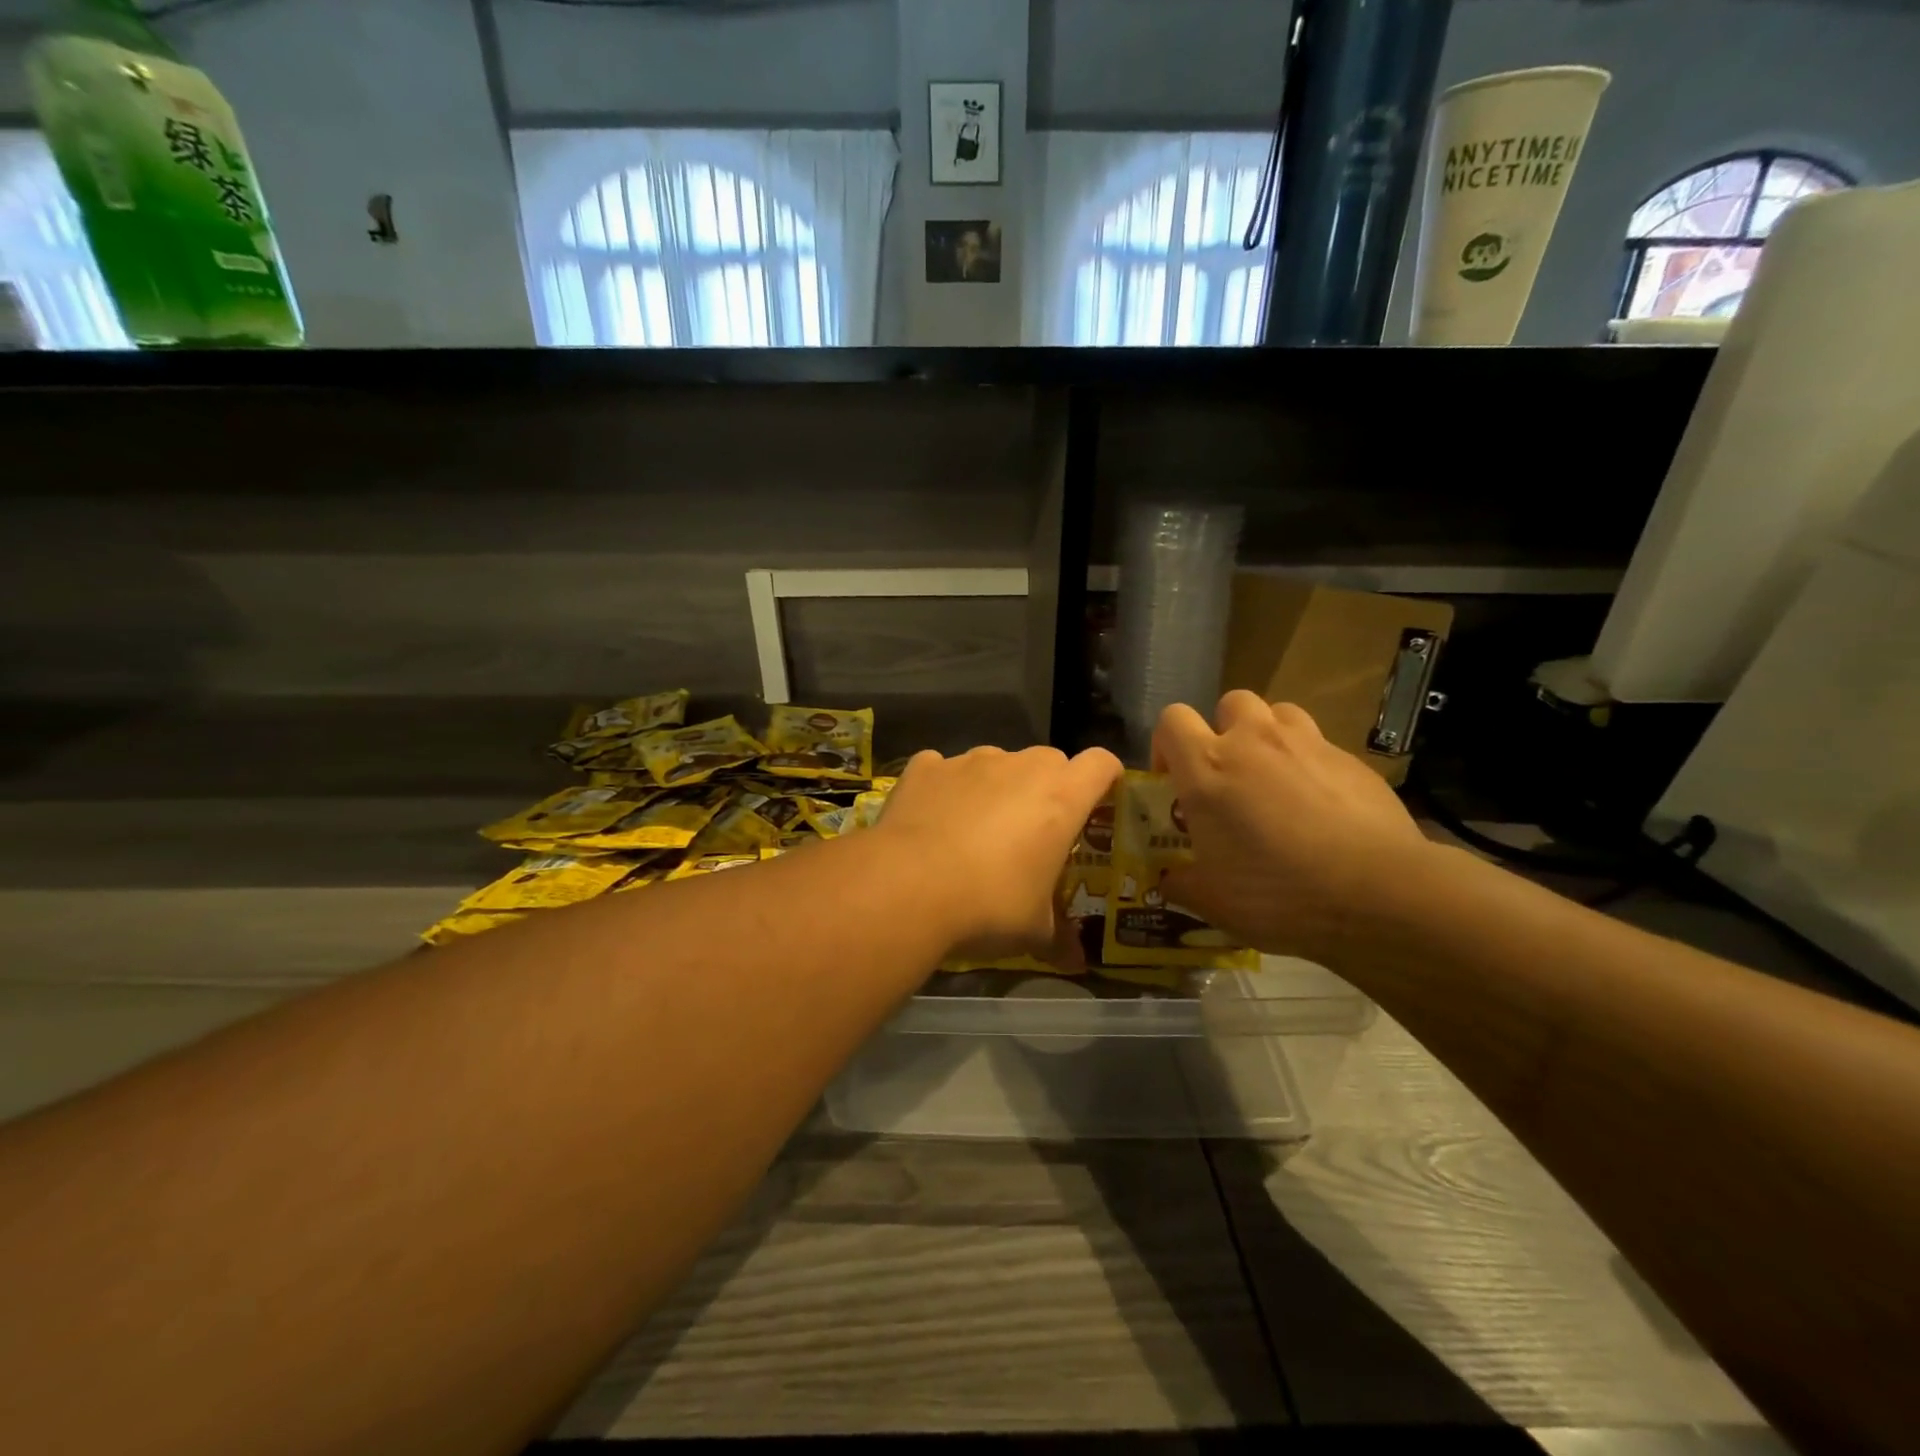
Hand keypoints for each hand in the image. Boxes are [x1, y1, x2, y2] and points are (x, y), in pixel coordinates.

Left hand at [877, 745, 1121, 960]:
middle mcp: (1020, 766)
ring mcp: (969, 761)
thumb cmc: (990, 904)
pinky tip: (932, 821)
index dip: (1104, 779)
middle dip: (1048, 788)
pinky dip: (944, 788)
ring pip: (996, 763)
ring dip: (995, 787)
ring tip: (975, 831)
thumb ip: (1059, 939)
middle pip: (1049, 761)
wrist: (909, 887)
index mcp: (1061, 796)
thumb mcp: (1033, 931)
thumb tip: (1077, 964)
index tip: (1096, 804)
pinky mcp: (926, 767)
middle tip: (1034, 831)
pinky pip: (944, 769)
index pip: (1101, 763)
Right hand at [1154, 692, 1435, 960]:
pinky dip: (1312, 765)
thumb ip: (1180, 882)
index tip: (1175, 780)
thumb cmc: (1278, 893)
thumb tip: (1168, 879)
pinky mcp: (1353, 759)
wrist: (1379, 893)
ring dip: (1269, 737)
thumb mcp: (1212, 901)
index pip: (1171, 720)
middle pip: (1229, 703)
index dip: (1166, 744)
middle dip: (1224, 730)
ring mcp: (1308, 744)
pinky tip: (1323, 806)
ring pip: (1279, 713)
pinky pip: (1321, 746)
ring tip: (1275, 779)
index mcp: (1208, 768)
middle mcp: (1254, 741)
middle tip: (1230, 776)